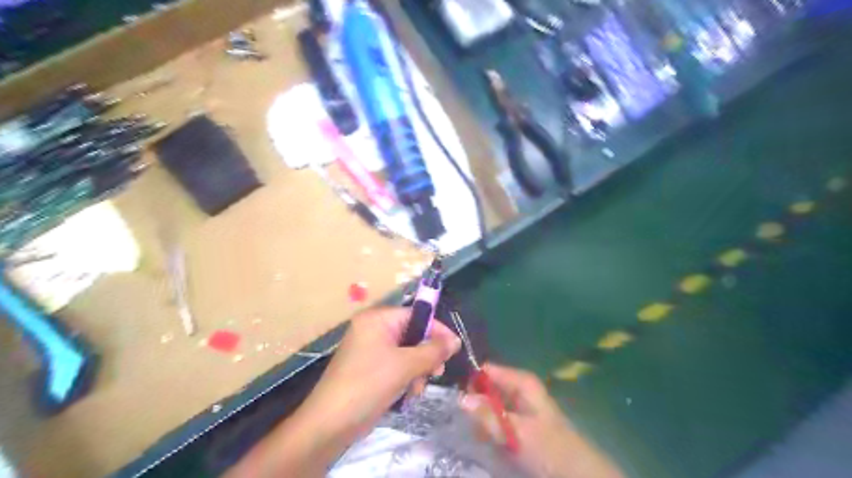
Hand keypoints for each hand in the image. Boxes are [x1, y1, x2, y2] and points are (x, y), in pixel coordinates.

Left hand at [299, 307, 458, 442]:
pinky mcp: (370, 369)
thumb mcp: (405, 365)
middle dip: (425, 355)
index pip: (415, 315)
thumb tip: (456, 341)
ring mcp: (370, 350)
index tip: (454, 347)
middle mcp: (373, 329)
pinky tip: (406, 395)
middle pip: (412, 334)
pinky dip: (405, 379)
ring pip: (407, 353)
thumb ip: (433, 351)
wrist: (330, 423)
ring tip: (415, 389)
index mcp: (377, 319)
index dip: (436, 330)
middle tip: (436, 372)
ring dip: (417, 371)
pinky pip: (397, 366)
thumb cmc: (368, 384)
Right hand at [463, 363, 623, 476]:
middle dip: (473, 402)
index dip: (469, 381)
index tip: (454, 398)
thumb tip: (460, 398)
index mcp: (520, 381)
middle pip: (485, 386)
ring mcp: (518, 405)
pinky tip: (485, 438)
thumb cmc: (550, 449)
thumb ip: (488, 415)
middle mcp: (518, 388)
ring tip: (474, 432)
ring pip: (489, 404)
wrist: (578, 474)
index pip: (485, 370)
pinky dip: (489, 427)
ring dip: (480, 418)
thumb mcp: (517, 432)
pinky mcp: (518, 422)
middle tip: (462, 420)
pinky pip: (495, 418)